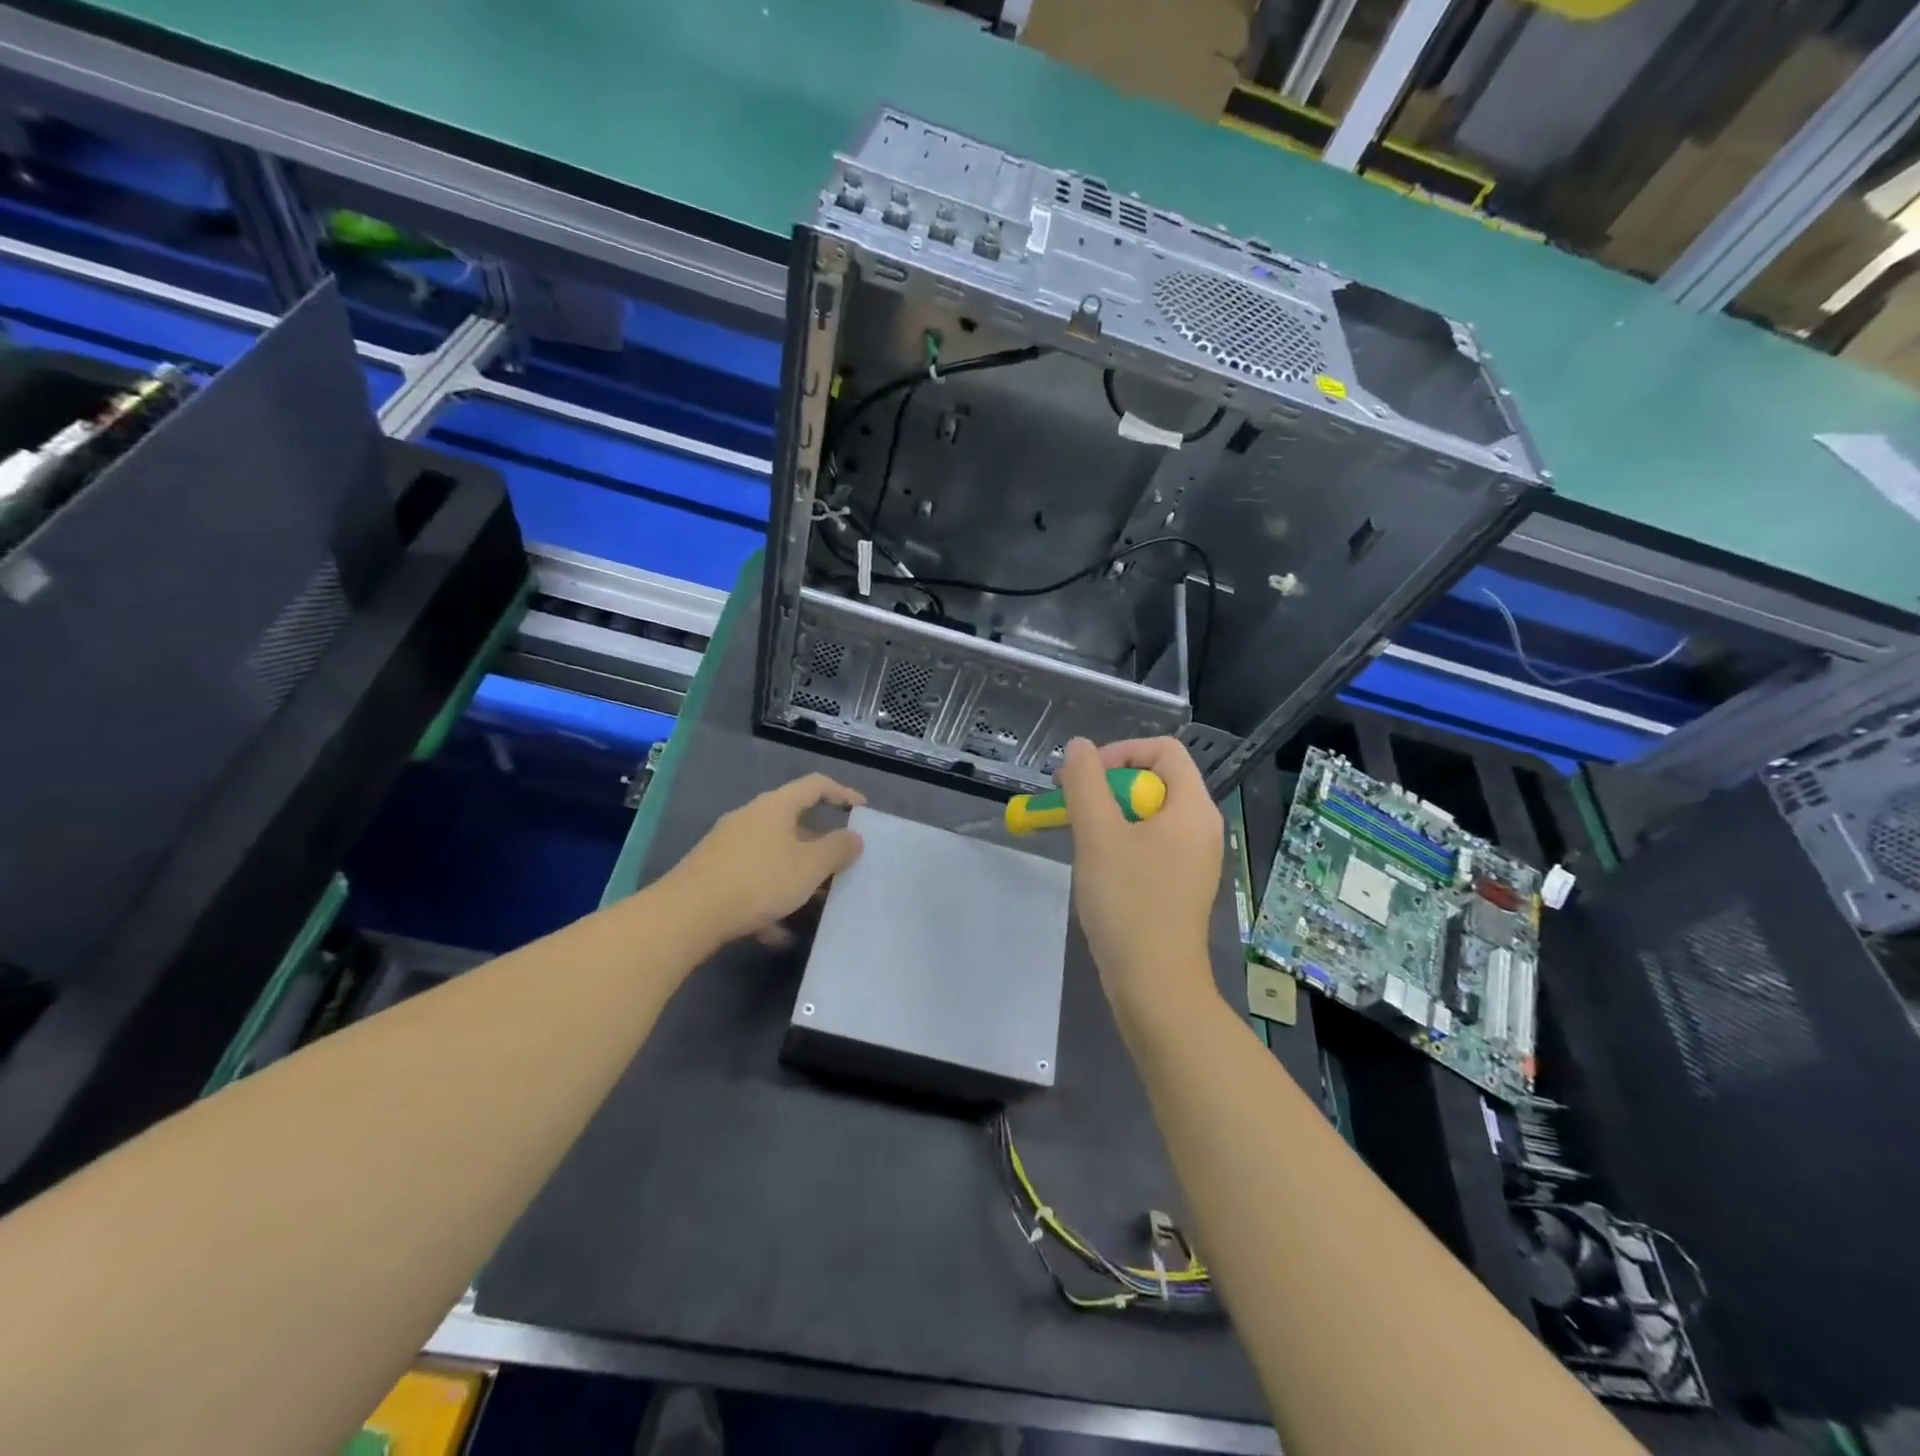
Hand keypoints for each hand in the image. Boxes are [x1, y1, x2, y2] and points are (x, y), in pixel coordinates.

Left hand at [668, 773, 865, 946]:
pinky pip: (753, 881)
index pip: (816, 785)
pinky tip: (778, 933)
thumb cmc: (758, 880)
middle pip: (794, 823)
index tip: (862, 811)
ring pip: (774, 856)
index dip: (843, 794)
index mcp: (776, 806)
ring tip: (815, 905)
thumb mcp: (810, 866)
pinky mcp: (713, 874)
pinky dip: (770, 901)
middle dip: (821, 847)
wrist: (686, 914)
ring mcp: (728, 846)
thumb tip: (854, 837)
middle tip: (842, 867)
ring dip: (797, 878)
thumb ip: (838, 849)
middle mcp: (750, 818)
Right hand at [1059, 737, 1222, 1018]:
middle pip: (1155, 780)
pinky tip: (1098, 864)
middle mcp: (1202, 827)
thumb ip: (1085, 783)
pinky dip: (1122, 840)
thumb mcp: (1098, 835)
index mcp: (1193, 808)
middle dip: (1108, 785)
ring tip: (1080, 836)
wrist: (1154, 984)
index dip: (1120, 752)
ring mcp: (1194, 858)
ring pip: (1148, 814)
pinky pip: (1151, 842)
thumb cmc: (1128, 902)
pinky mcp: (1181, 883)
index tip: (1083, 778)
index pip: (1164, 750)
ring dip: (1109, 814)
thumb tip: (1079, 746)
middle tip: (1071, 805)